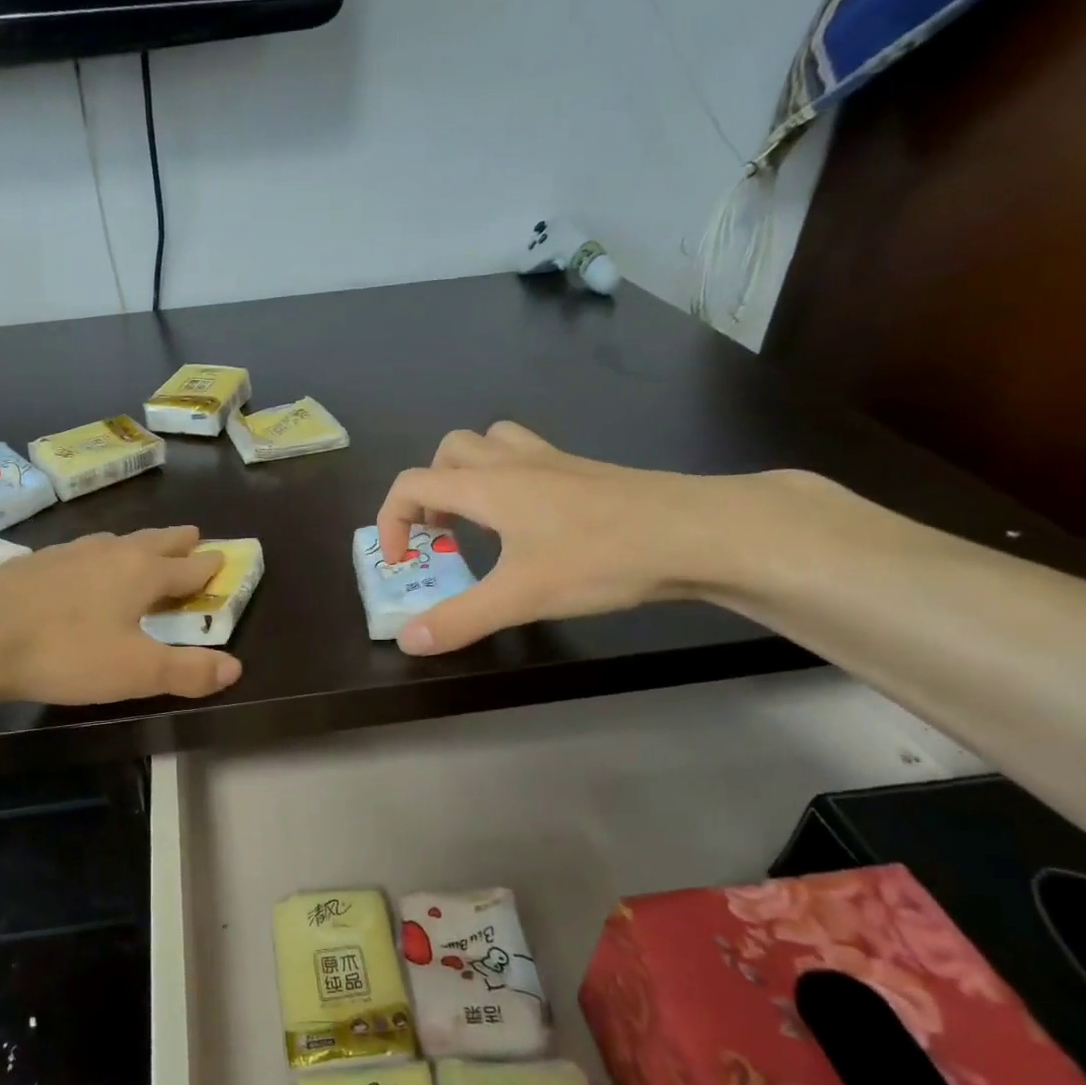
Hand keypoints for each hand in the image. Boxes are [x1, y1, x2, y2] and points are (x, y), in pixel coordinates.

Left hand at [0, 526, 242, 706]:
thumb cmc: (66, 651)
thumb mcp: (135, 671)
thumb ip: (187, 671)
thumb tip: (235, 667)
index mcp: (141, 574)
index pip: (187, 567)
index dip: (209, 566)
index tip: (224, 557)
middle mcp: (109, 554)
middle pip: (153, 542)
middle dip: (177, 541)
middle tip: (194, 534)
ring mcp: (66, 554)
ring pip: (113, 542)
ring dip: (136, 544)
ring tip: (140, 546)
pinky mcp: (31, 564)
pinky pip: (78, 552)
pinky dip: (95, 556)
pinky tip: (79, 566)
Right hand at [376, 422, 764, 654]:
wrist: (695, 531)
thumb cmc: (600, 557)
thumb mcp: (520, 596)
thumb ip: (459, 619)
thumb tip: (407, 640)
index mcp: (487, 486)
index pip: (412, 484)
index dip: (390, 521)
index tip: (399, 562)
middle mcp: (514, 463)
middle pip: (448, 452)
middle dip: (429, 491)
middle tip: (439, 535)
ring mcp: (554, 462)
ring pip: (491, 444)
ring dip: (469, 475)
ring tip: (478, 521)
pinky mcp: (585, 473)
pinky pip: (529, 458)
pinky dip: (510, 481)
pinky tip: (531, 524)